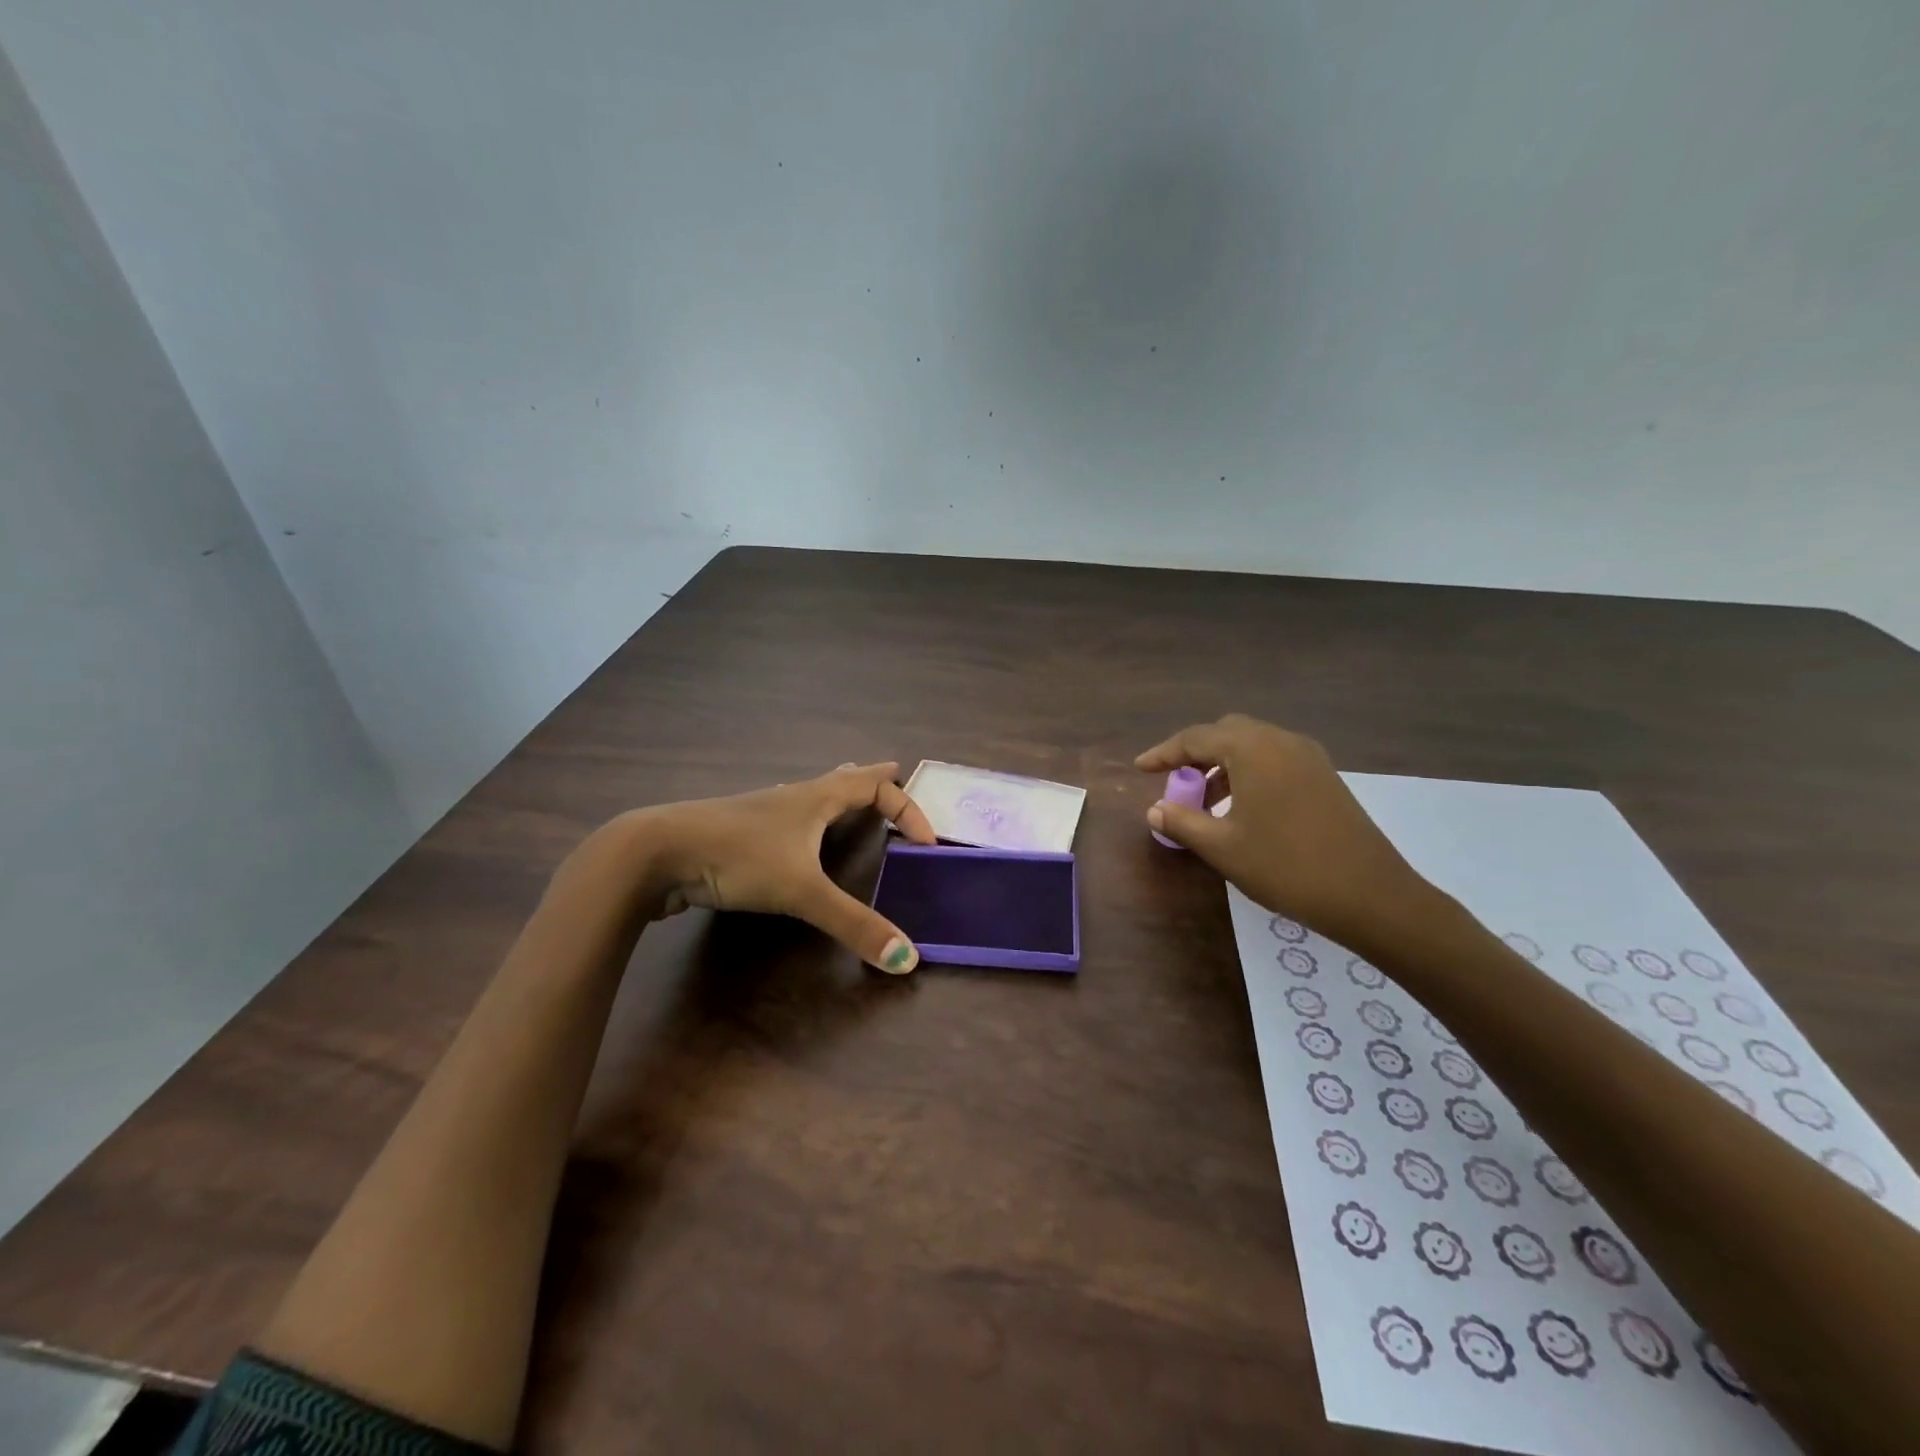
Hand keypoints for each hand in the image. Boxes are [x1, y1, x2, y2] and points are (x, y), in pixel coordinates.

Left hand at [612, 762, 936, 972]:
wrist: (655, 852)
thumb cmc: (737, 856)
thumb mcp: (801, 891)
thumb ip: (853, 924)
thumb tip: (907, 959)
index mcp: (816, 798)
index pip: (876, 788)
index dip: (908, 809)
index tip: (926, 843)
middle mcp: (792, 797)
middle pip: (842, 779)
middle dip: (871, 779)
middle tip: (892, 773)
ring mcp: (761, 814)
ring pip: (809, 795)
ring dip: (835, 794)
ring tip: (847, 795)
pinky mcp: (737, 834)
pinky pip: (783, 818)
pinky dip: (801, 817)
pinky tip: (788, 829)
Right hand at [1136, 715, 1437, 949]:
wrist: (1370, 895)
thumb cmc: (1287, 867)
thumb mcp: (1223, 847)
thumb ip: (1183, 822)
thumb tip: (1155, 809)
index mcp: (1252, 749)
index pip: (1195, 738)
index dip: (1163, 753)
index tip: (1139, 769)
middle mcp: (1281, 741)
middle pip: (1226, 732)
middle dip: (1195, 753)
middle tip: (1175, 783)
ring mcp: (1308, 757)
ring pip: (1252, 745)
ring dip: (1222, 764)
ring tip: (1205, 802)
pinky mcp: (1325, 777)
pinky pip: (1274, 759)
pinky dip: (1249, 772)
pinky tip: (1242, 808)